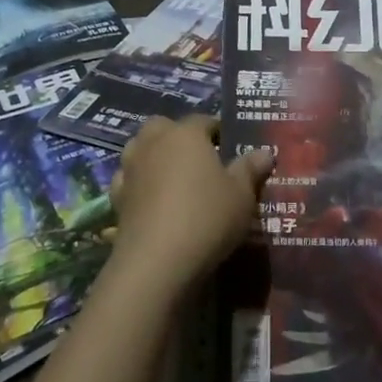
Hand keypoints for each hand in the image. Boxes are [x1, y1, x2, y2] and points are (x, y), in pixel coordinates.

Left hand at [108, 115, 273, 294]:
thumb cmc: (206, 217)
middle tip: (198, 159)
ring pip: (140, 149)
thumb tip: (265, 152)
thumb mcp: (241, 195)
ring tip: (174, 178)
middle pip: (163, 127)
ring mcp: (131, 168)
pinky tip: (151, 200)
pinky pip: (129, 180)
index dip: (217, 130)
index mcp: (186, 134)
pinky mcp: (117, 197)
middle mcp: (154, 142)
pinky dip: (138, 184)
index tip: (229, 145)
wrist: (157, 261)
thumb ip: (250, 169)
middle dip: (178, 136)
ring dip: (154, 156)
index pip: (203, 120)